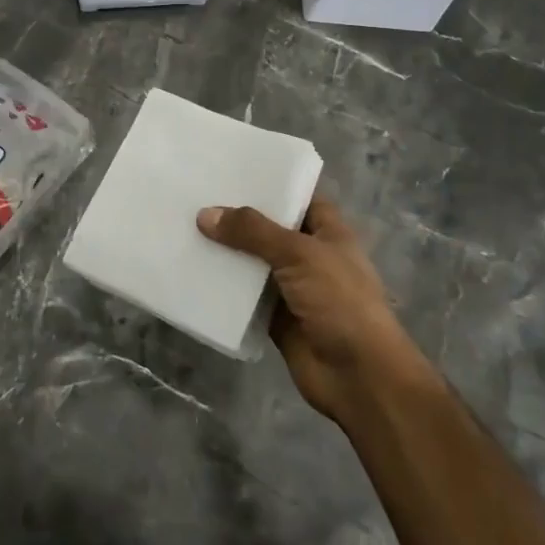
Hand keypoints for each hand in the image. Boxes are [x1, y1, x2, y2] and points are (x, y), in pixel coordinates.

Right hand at [198, 195, 426, 422]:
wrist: (358, 376)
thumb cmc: (340, 302)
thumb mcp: (299, 254)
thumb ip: (253, 232)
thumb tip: (205, 215)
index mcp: (328, 233)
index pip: (299, 197)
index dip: (272, 183)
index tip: (233, 169)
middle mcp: (310, 257)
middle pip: (270, 230)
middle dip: (239, 217)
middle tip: (196, 195)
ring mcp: (293, 289)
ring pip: (254, 263)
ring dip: (227, 253)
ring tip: (186, 227)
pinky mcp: (276, 319)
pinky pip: (245, 298)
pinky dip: (224, 289)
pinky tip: (193, 271)